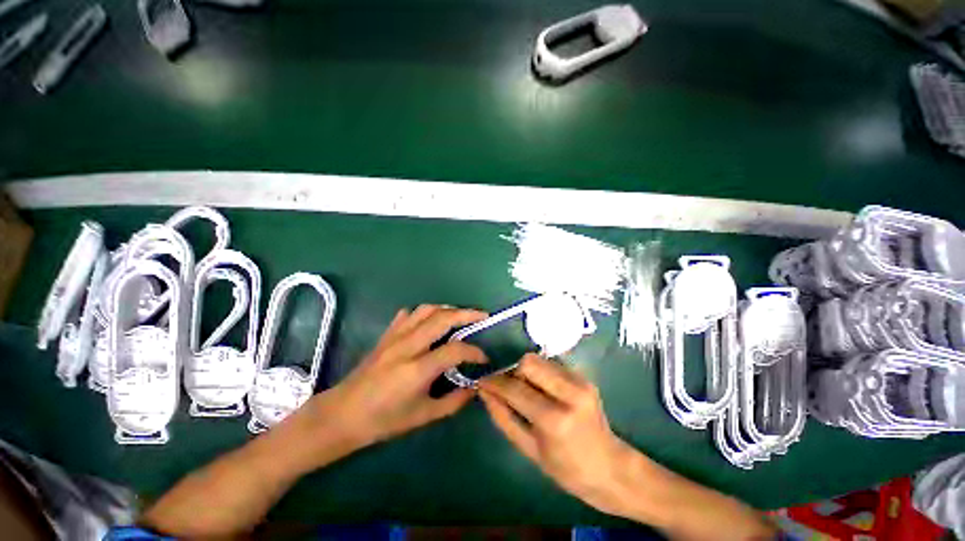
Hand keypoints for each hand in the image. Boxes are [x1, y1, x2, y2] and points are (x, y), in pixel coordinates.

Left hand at [307, 305, 487, 450]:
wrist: (342, 415)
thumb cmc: (383, 420)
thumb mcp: (423, 417)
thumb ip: (454, 402)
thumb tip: (475, 387)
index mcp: (417, 369)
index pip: (455, 350)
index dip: (474, 352)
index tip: (484, 358)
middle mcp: (408, 346)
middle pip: (442, 318)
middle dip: (467, 314)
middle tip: (483, 316)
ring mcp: (395, 337)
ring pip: (426, 309)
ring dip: (447, 309)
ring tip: (460, 315)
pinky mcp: (386, 335)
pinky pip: (408, 314)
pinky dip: (423, 313)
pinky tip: (429, 321)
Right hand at [478, 354, 635, 516]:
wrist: (611, 468)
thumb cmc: (566, 469)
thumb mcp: (529, 449)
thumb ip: (503, 417)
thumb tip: (484, 393)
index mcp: (554, 419)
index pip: (515, 387)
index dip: (495, 382)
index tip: (483, 382)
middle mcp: (570, 393)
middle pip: (529, 361)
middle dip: (513, 372)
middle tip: (511, 389)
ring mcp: (580, 382)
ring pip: (540, 359)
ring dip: (527, 372)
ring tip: (528, 391)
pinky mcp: (584, 377)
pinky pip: (552, 364)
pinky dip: (541, 373)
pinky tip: (544, 391)